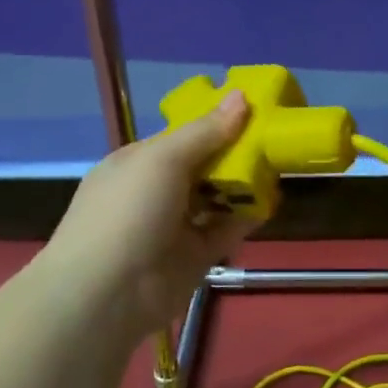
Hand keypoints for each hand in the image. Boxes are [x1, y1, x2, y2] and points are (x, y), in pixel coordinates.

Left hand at [44, 93, 255, 337]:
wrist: (108, 292)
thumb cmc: (128, 211)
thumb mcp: (163, 160)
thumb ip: (206, 131)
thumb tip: (241, 95)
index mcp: (139, 162)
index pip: (184, 135)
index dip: (217, 122)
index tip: (256, 110)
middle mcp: (157, 191)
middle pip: (204, 165)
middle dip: (236, 153)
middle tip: (276, 138)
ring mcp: (177, 225)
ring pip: (218, 197)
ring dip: (244, 184)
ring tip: (279, 166)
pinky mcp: (196, 255)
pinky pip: (227, 229)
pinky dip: (247, 216)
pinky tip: (271, 202)